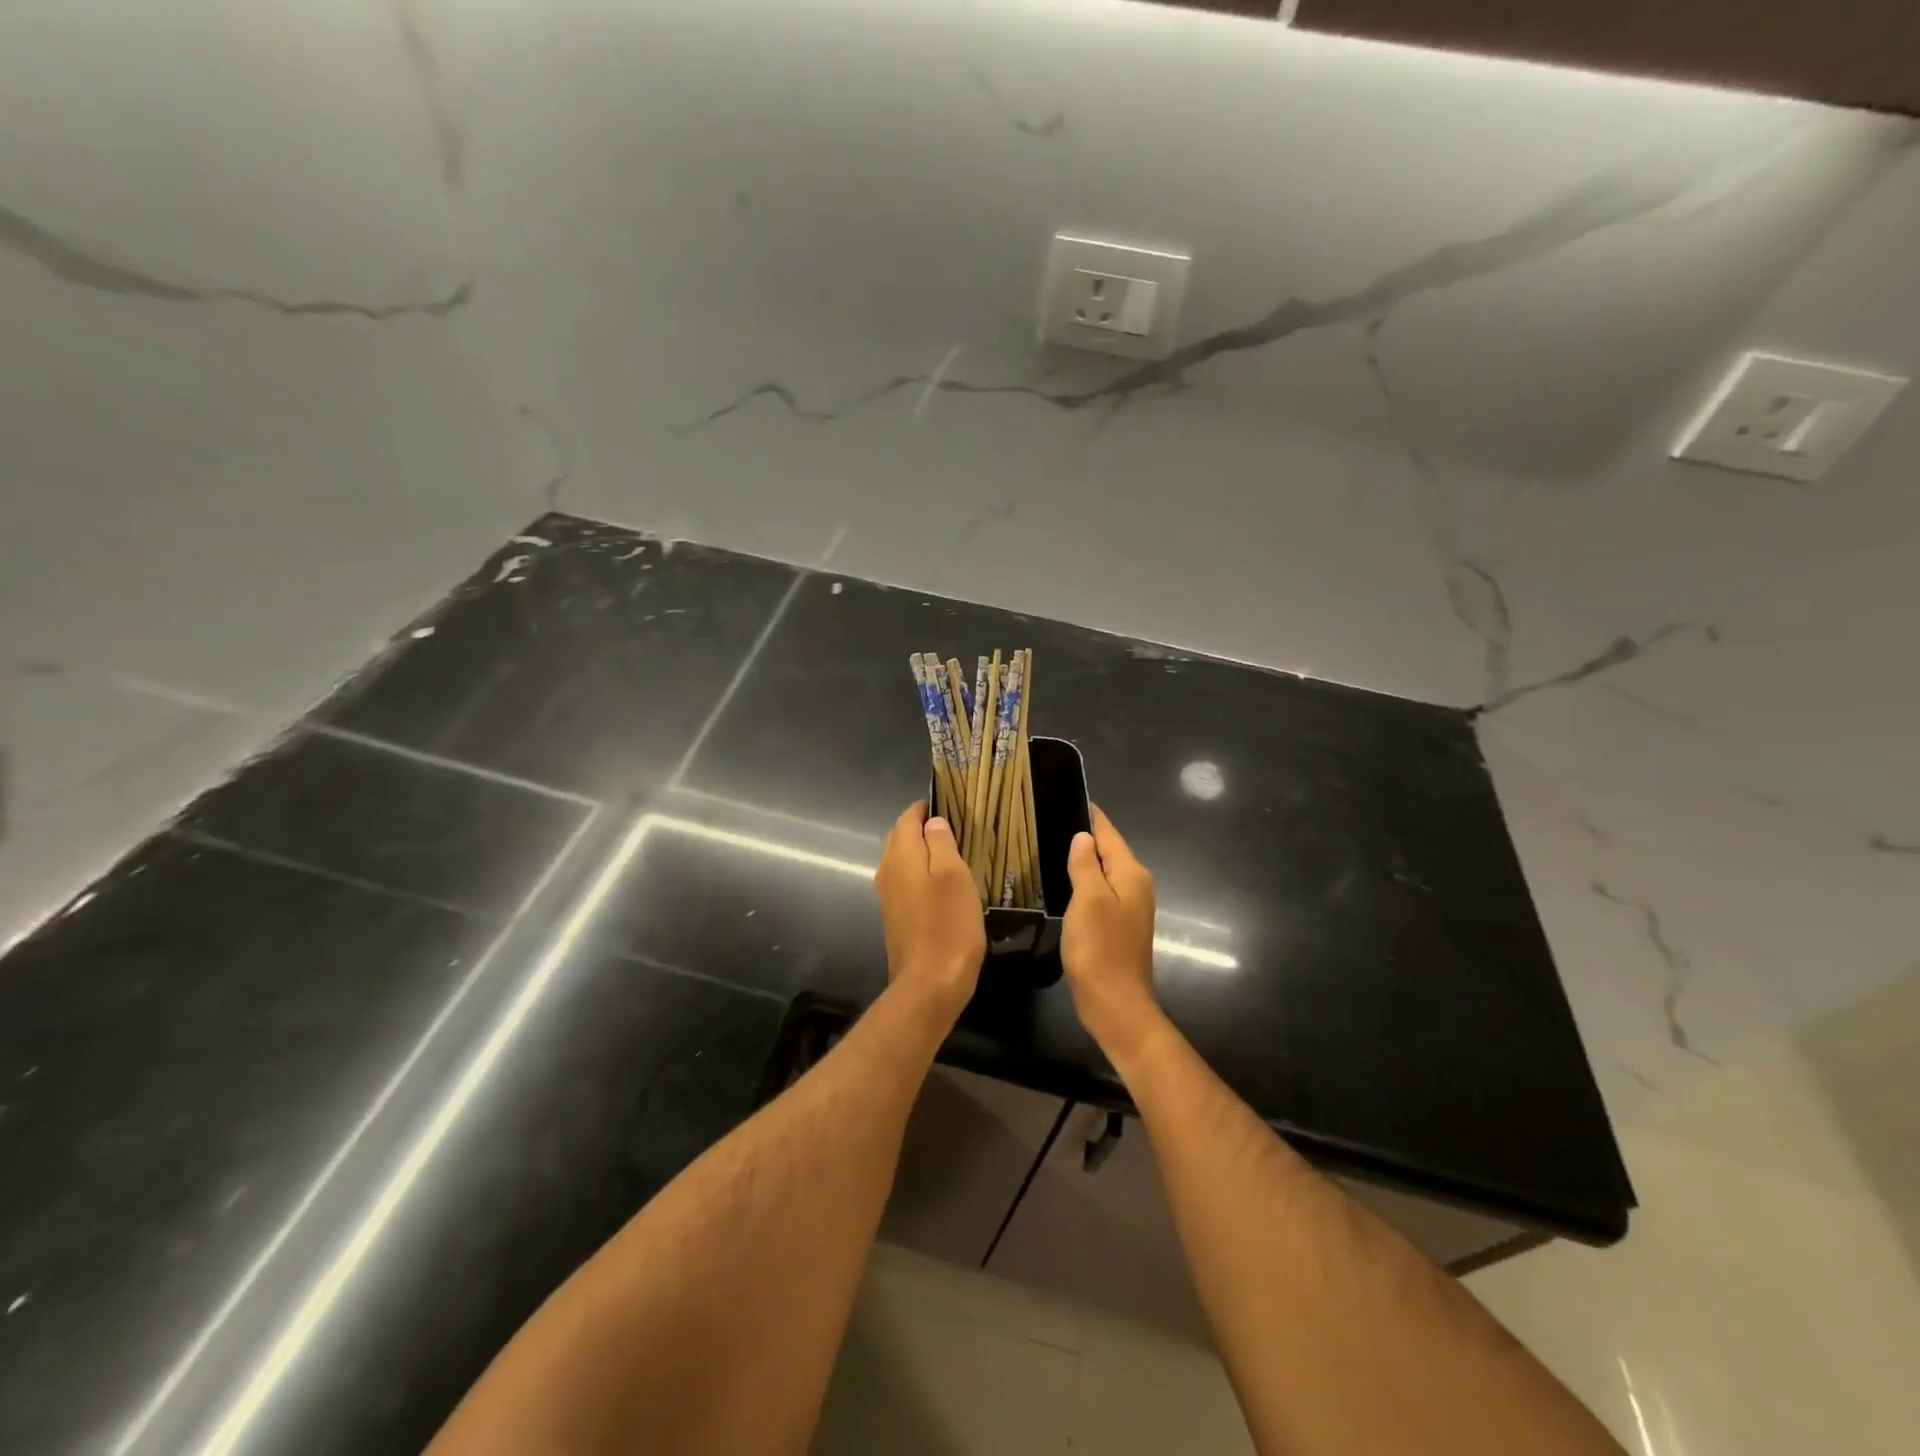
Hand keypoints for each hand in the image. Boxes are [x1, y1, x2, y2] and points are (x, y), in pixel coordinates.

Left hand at [874, 801, 985, 1019]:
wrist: (929, 984)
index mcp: (901, 855)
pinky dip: (920, 875)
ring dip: (922, 853)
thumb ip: (942, 843)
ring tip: (953, 854)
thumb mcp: (954, 876)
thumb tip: (932, 822)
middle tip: (955, 829)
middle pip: (901, 838)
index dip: (925, 808)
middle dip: (922, 829)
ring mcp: (888, 896)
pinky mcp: (895, 917)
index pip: (907, 818)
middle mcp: (887, 871)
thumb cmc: (948, 925)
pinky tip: (942, 886)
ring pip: (902, 861)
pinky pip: (905, 883)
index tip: (949, 805)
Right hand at [1061, 806, 1161, 1058]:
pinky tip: (1063, 881)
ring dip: (1083, 859)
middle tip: (1049, 818)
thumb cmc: (1100, 949)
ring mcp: (1130, 907)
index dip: (1090, 815)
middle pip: (1108, 850)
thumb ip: (1085, 865)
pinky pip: (1101, 891)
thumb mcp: (1088, 901)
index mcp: (1131, 874)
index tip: (1066, 795)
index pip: (1109, 832)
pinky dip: (1084, 881)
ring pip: (1104, 871)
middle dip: (1084, 834)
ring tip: (1051, 844)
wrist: (1116, 1005)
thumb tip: (1083, 836)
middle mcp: (1136, 885)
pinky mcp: (1119, 925)